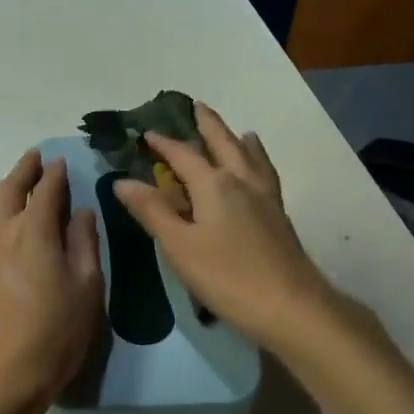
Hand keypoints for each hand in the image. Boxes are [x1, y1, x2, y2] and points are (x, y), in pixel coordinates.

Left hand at [0, 150, 103, 413]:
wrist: (4, 377)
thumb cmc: (56, 332)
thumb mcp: (87, 287)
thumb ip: (84, 243)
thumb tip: (81, 212)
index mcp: (36, 231)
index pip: (48, 190)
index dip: (57, 174)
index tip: (63, 161)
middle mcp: (3, 233)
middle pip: (10, 191)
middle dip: (24, 171)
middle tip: (35, 158)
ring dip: (2, 195)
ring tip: (10, 185)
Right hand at [114, 103, 334, 351]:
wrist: (290, 306)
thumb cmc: (227, 277)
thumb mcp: (179, 245)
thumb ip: (152, 211)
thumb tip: (122, 181)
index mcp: (214, 185)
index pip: (183, 155)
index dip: (163, 143)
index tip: (146, 132)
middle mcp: (242, 181)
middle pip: (224, 144)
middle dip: (209, 125)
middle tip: (198, 106)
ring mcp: (265, 197)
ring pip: (251, 157)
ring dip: (238, 140)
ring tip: (238, 131)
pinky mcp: (279, 216)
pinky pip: (266, 174)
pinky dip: (260, 162)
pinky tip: (260, 171)